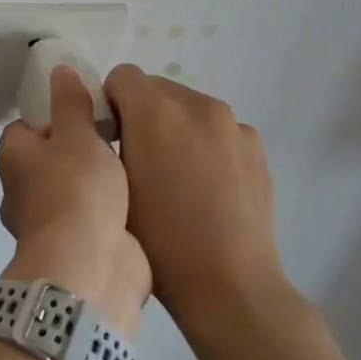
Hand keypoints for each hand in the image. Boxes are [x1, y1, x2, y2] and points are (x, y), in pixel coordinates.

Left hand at [0, 66, 151, 333]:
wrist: (90, 268)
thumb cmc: (77, 190)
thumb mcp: (78, 135)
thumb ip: (71, 103)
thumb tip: (58, 70)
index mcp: (14, 158)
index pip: (27, 126)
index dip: (54, 117)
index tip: (87, 114)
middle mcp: (22, 190)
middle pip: (50, 159)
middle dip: (79, 151)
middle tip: (116, 138)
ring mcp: (47, 223)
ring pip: (71, 191)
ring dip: (95, 184)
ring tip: (132, 166)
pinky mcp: (74, 248)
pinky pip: (90, 219)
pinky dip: (107, 211)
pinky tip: (135, 200)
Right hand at [103, 65, 292, 331]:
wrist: (228, 283)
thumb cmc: (158, 239)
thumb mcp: (113, 187)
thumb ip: (104, 143)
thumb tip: (108, 128)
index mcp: (155, 111)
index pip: (121, 76)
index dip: (110, 104)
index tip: (110, 139)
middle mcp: (197, 105)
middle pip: (156, 89)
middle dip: (142, 114)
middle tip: (139, 160)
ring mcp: (232, 125)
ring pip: (189, 108)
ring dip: (174, 127)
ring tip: (176, 177)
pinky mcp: (256, 146)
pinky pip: (218, 130)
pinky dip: (205, 144)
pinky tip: (206, 187)